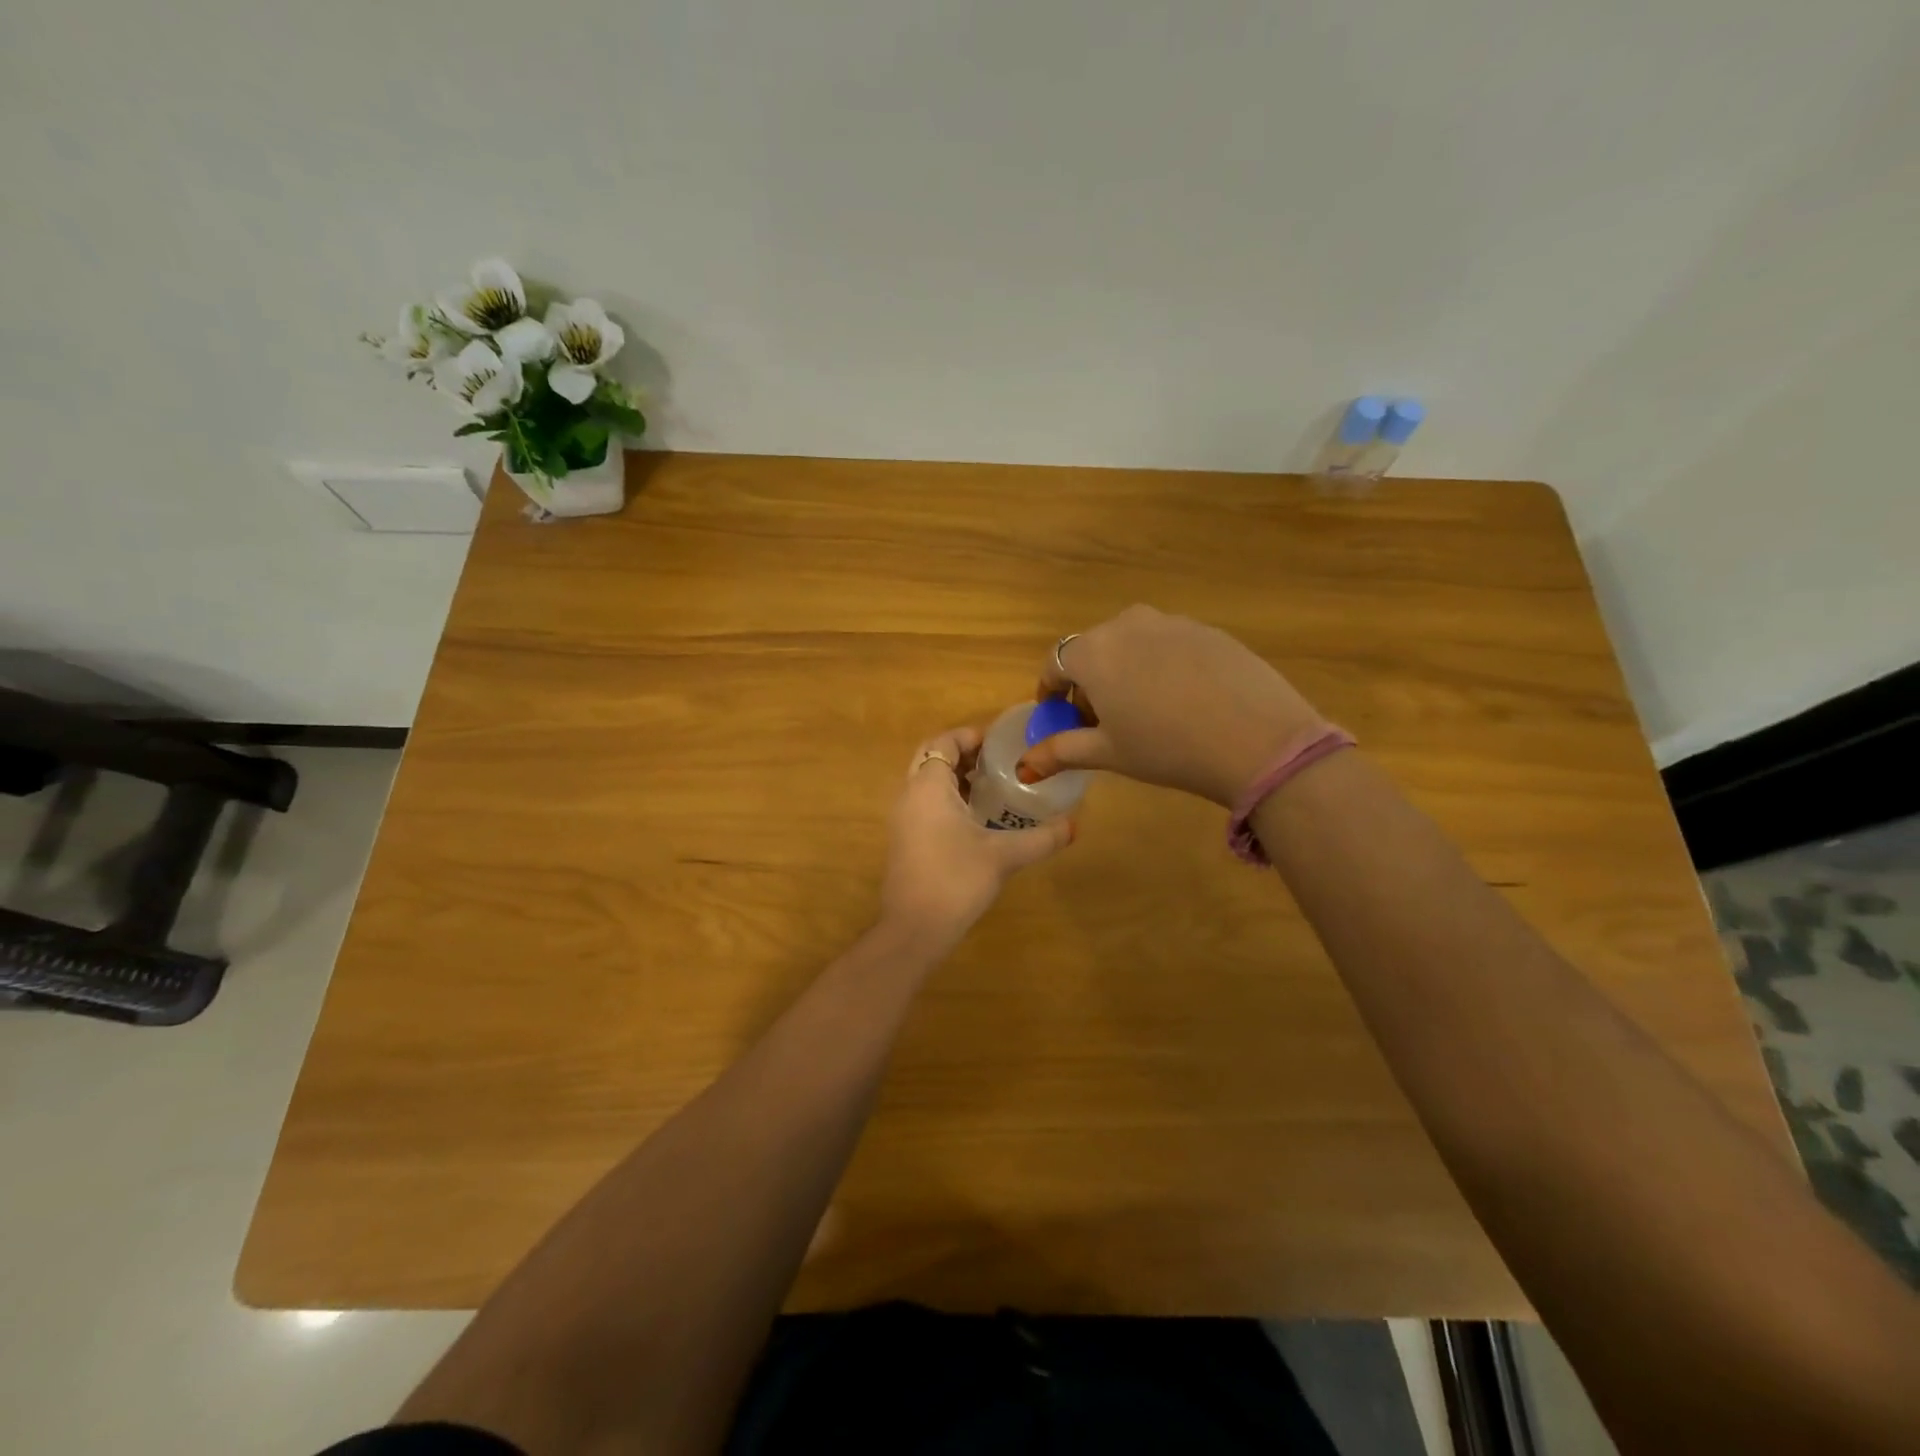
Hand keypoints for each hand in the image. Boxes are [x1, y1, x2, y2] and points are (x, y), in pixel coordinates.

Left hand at [880, 726, 1075, 947]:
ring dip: (955, 778)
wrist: (914, 930)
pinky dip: (947, 799)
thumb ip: (1041, 838)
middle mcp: (909, 796)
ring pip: (926, 783)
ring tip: (993, 786)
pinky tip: (977, 819)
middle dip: (963, 754)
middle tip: (999, 762)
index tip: (1001, 743)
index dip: (970, 736)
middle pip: (931, 758)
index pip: (943, 742)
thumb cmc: (956, 880)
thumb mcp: (1004, 856)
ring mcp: (903, 820)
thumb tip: (1075, 825)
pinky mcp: (905, 841)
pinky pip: (924, 804)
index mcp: (928, 787)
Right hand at [1018, 605, 1327, 806]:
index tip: (1060, 716)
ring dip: (1125, 671)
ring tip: (1144, 711)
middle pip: (1093, 650)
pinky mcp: (1208, 630)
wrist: (1257, 739)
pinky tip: (1183, 700)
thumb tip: (1024, 765)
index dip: (1052, 691)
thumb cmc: (1166, 748)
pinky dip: (1161, 666)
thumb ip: (1061, 751)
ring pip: (1132, 644)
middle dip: (1089, 682)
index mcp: (1094, 652)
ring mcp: (1172, 622)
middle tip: (1102, 721)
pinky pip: (1168, 645)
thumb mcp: (1109, 753)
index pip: (1055, 663)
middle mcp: (1127, 624)